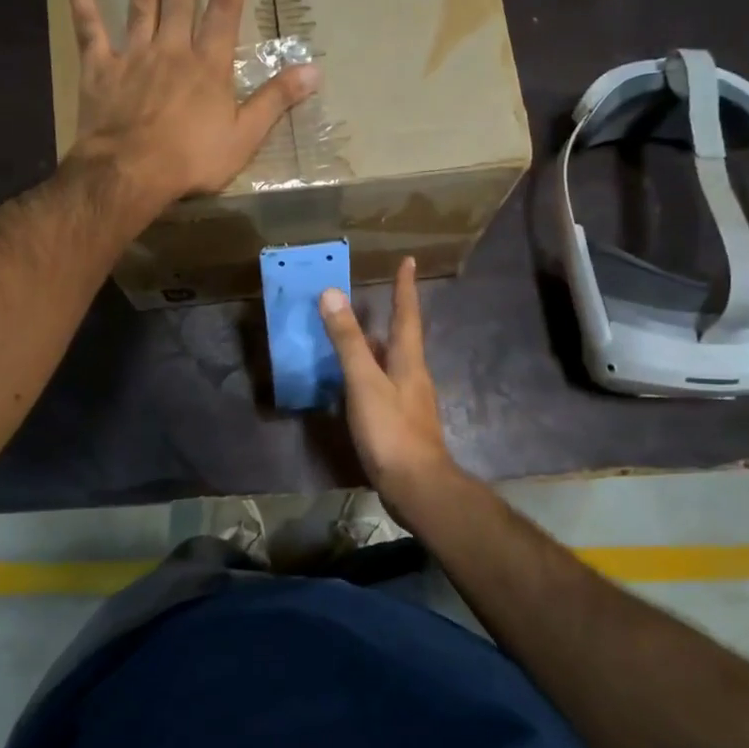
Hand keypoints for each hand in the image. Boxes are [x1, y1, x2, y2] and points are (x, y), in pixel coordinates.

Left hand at [65, 0, 319, 207]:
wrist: (132, 172)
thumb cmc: (192, 159)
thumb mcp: (245, 136)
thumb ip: (276, 100)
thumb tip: (314, 70)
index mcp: (209, 65)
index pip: (226, 9)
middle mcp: (172, 48)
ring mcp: (134, 54)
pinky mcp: (100, 67)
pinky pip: (89, 25)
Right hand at [319, 257, 460, 512]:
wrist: (416, 485)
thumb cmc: (391, 430)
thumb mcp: (365, 382)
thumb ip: (348, 341)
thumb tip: (332, 293)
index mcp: (408, 360)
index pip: (407, 314)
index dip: (405, 287)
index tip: (408, 261)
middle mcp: (413, 376)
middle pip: (401, 339)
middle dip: (389, 317)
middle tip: (370, 299)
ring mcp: (409, 401)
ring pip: (391, 364)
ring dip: (375, 347)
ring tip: (354, 337)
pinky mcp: (400, 423)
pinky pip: (383, 387)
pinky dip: (369, 376)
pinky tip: (353, 386)